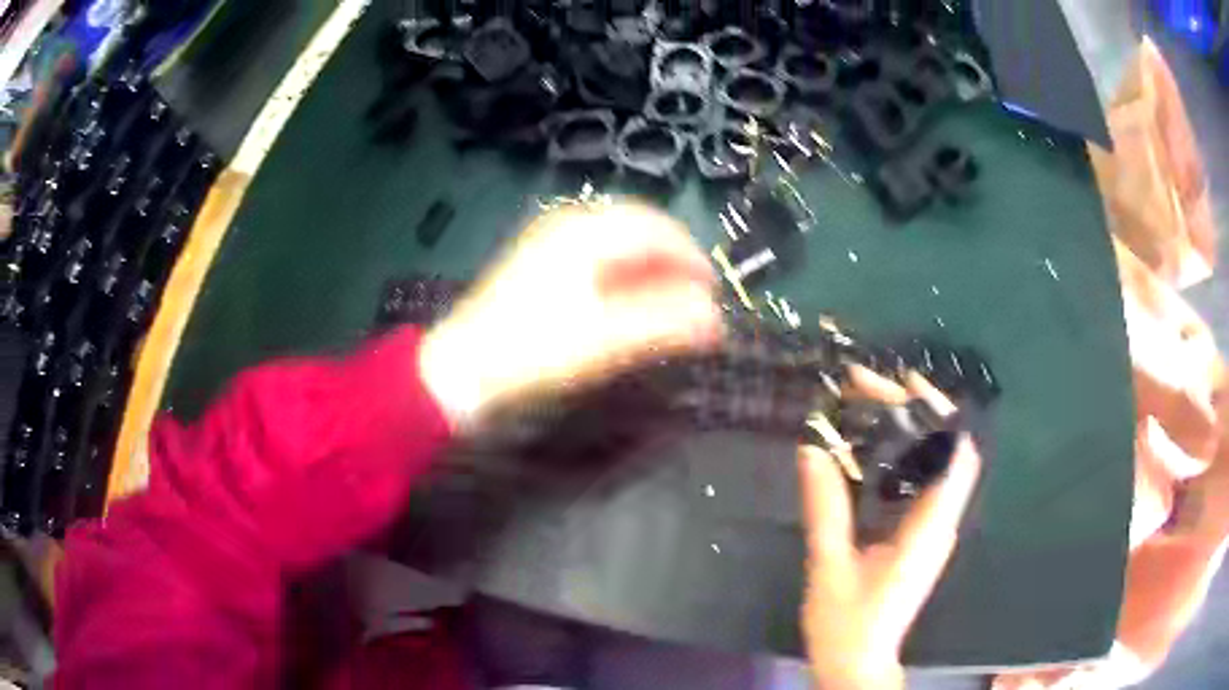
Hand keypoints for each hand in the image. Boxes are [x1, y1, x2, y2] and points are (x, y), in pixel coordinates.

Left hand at [420, 203, 721, 426]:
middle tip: (694, 299)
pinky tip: (629, 304)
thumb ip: (664, 324)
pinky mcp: (540, 266)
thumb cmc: (534, 351)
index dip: (691, 257)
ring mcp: (550, 243)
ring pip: (617, 245)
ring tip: (668, 305)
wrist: (463, 371)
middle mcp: (568, 224)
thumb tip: (716, 318)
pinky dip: (623, 278)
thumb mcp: (605, 339)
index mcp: (585, 231)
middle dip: (672, 262)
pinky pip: (596, 259)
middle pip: (637, 231)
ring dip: (649, 271)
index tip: (713, 292)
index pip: (655, 227)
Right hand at [799, 367, 981, 689]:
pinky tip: (879, 449)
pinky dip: (910, 454)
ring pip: (943, 463)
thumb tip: (812, 448)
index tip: (902, 382)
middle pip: (952, 450)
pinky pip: (927, 481)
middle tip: (879, 389)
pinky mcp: (924, 535)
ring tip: (878, 406)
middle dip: (924, 411)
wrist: (859, 662)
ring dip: (918, 429)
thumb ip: (825, 507)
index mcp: (927, 529)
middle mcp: (941, 522)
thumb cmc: (846, 623)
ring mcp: (935, 529)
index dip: (937, 412)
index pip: (953, 455)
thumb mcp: (829, 565)